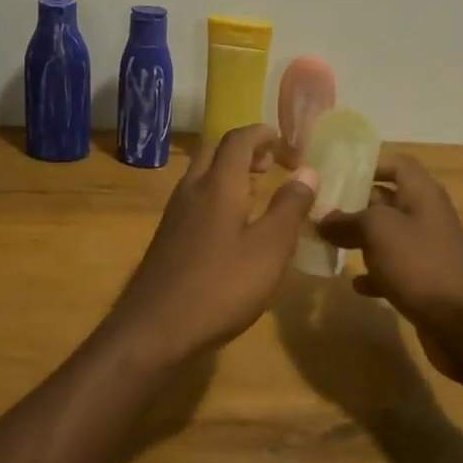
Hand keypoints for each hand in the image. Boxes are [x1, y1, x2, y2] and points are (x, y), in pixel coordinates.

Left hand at [106, 124, 316, 366]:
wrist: (155, 329)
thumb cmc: (221, 286)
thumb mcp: (270, 249)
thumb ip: (290, 207)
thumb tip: (307, 170)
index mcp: (219, 184)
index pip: (239, 139)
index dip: (264, 134)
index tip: (287, 143)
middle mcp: (192, 189)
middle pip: (215, 150)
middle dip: (244, 149)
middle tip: (271, 164)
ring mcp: (175, 214)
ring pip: (202, 174)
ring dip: (229, 172)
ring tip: (257, 191)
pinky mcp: (168, 237)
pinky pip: (195, 198)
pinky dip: (217, 194)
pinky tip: (232, 226)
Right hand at [315, 155, 462, 387]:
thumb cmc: (421, 264)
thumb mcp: (378, 231)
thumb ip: (347, 220)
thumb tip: (322, 218)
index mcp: (421, 193)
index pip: (397, 164)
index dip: (369, 165)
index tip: (337, 176)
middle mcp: (426, 216)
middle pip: (387, 200)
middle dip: (355, 205)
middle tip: (319, 212)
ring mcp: (427, 250)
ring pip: (388, 236)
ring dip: (360, 240)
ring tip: (327, 245)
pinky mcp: (425, 282)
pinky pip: (394, 269)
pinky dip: (374, 274)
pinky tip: (355, 284)